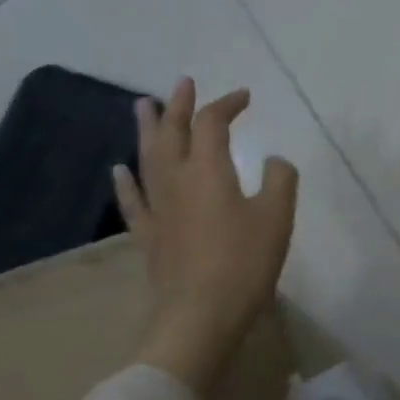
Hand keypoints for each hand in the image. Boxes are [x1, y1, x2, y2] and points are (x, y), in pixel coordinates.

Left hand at [113, 78, 298, 391]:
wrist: (200, 316)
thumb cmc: (244, 263)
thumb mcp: (277, 217)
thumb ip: (280, 179)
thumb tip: (273, 160)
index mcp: (209, 171)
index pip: (213, 124)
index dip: (227, 104)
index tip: (245, 96)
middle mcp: (177, 180)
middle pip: (172, 132)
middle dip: (179, 105)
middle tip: (182, 83)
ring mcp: (158, 208)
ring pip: (147, 158)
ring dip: (146, 129)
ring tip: (142, 106)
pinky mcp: (149, 235)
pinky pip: (133, 200)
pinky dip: (126, 181)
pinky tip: (120, 169)